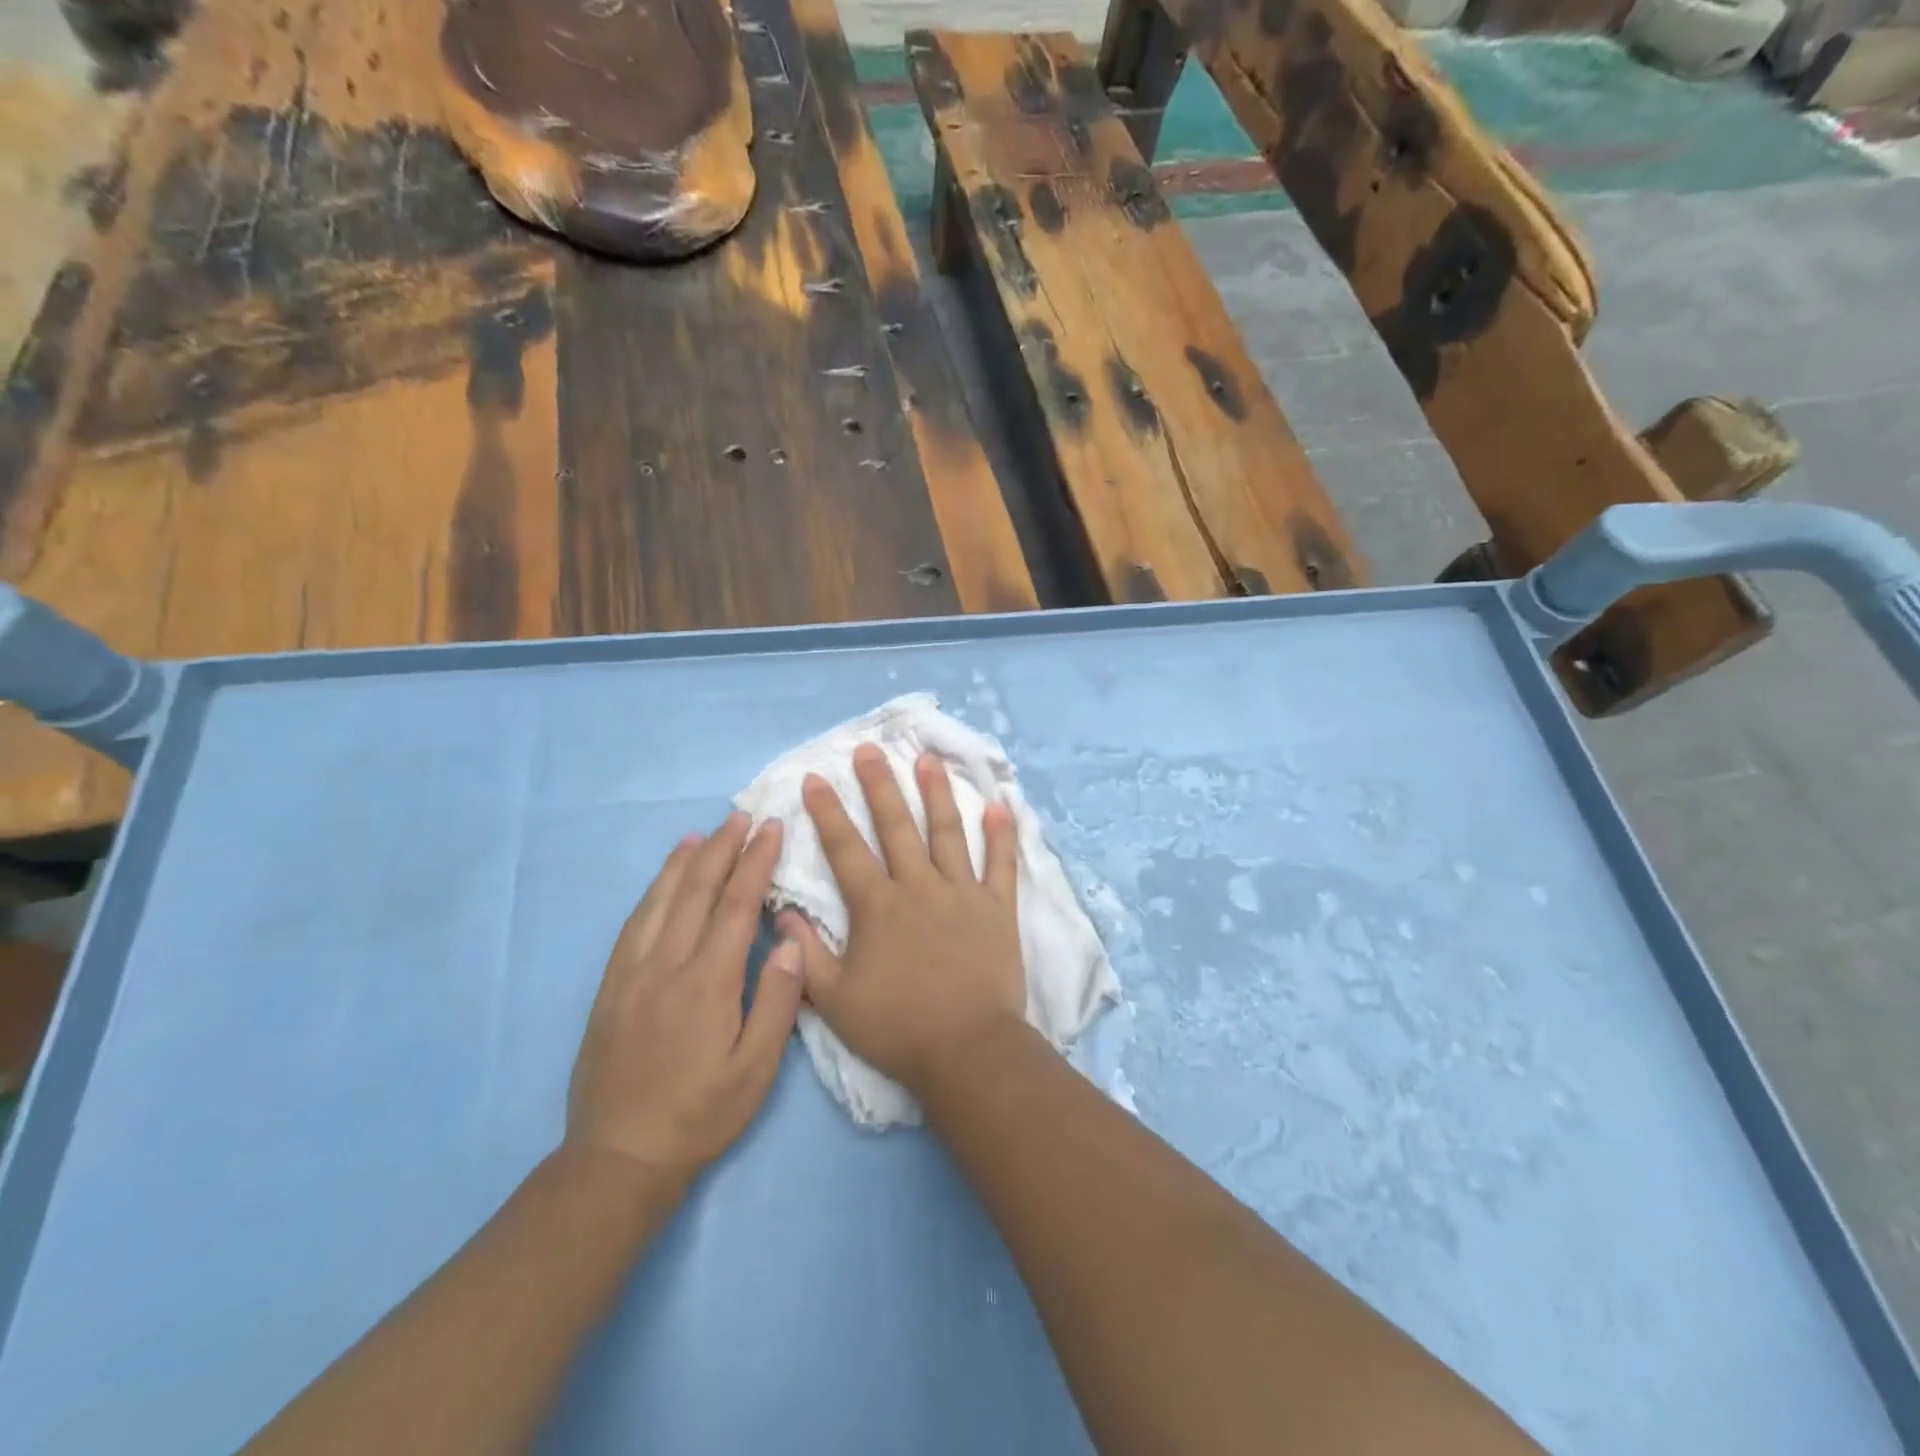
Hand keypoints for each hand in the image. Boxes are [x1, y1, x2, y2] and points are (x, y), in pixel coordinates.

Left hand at [567, 812, 802, 1183]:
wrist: (619, 1157)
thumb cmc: (701, 1114)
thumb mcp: (756, 1070)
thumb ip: (777, 1001)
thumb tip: (787, 939)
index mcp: (708, 982)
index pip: (735, 905)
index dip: (755, 862)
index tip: (771, 829)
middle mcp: (667, 965)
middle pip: (697, 891)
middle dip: (723, 849)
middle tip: (742, 816)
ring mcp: (632, 973)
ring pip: (660, 901)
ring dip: (684, 862)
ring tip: (703, 834)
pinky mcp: (610, 986)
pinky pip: (633, 924)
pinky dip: (651, 892)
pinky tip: (662, 881)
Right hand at [782, 744, 1026, 1094]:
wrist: (966, 1051)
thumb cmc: (897, 1027)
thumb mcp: (834, 1000)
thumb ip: (806, 955)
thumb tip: (784, 914)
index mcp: (878, 906)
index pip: (846, 848)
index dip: (827, 811)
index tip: (815, 777)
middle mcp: (919, 886)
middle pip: (896, 825)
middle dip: (879, 784)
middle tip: (869, 750)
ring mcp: (962, 893)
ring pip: (948, 832)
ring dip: (936, 793)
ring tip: (928, 760)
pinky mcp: (998, 907)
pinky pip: (1001, 864)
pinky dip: (1002, 835)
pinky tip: (1000, 806)